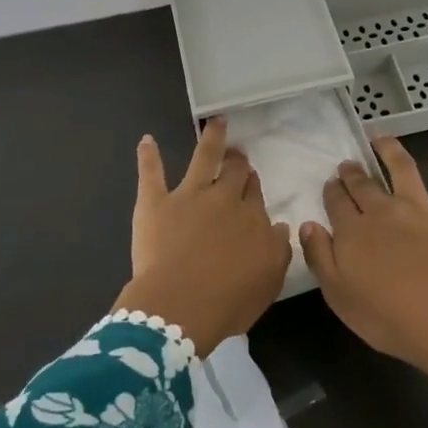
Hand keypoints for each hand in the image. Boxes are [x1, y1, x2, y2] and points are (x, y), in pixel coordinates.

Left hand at [114, 116, 292, 353]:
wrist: (180, 306)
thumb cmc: (228, 302)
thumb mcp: (268, 282)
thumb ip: (278, 250)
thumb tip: (280, 226)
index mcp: (251, 220)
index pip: (254, 196)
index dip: (252, 185)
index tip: (251, 179)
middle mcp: (223, 200)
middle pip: (234, 173)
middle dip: (238, 160)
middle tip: (238, 152)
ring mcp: (188, 196)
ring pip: (203, 158)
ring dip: (211, 138)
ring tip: (215, 122)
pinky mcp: (156, 202)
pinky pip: (151, 173)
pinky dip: (148, 156)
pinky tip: (146, 140)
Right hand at [298, 136, 427, 396]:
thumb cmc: (386, 318)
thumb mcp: (338, 295)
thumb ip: (319, 256)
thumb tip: (308, 224)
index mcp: (353, 231)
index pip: (337, 201)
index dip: (332, 190)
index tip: (331, 185)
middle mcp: (384, 210)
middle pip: (364, 184)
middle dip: (353, 172)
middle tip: (349, 166)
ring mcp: (421, 208)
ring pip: (403, 168)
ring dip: (390, 150)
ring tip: (382, 140)